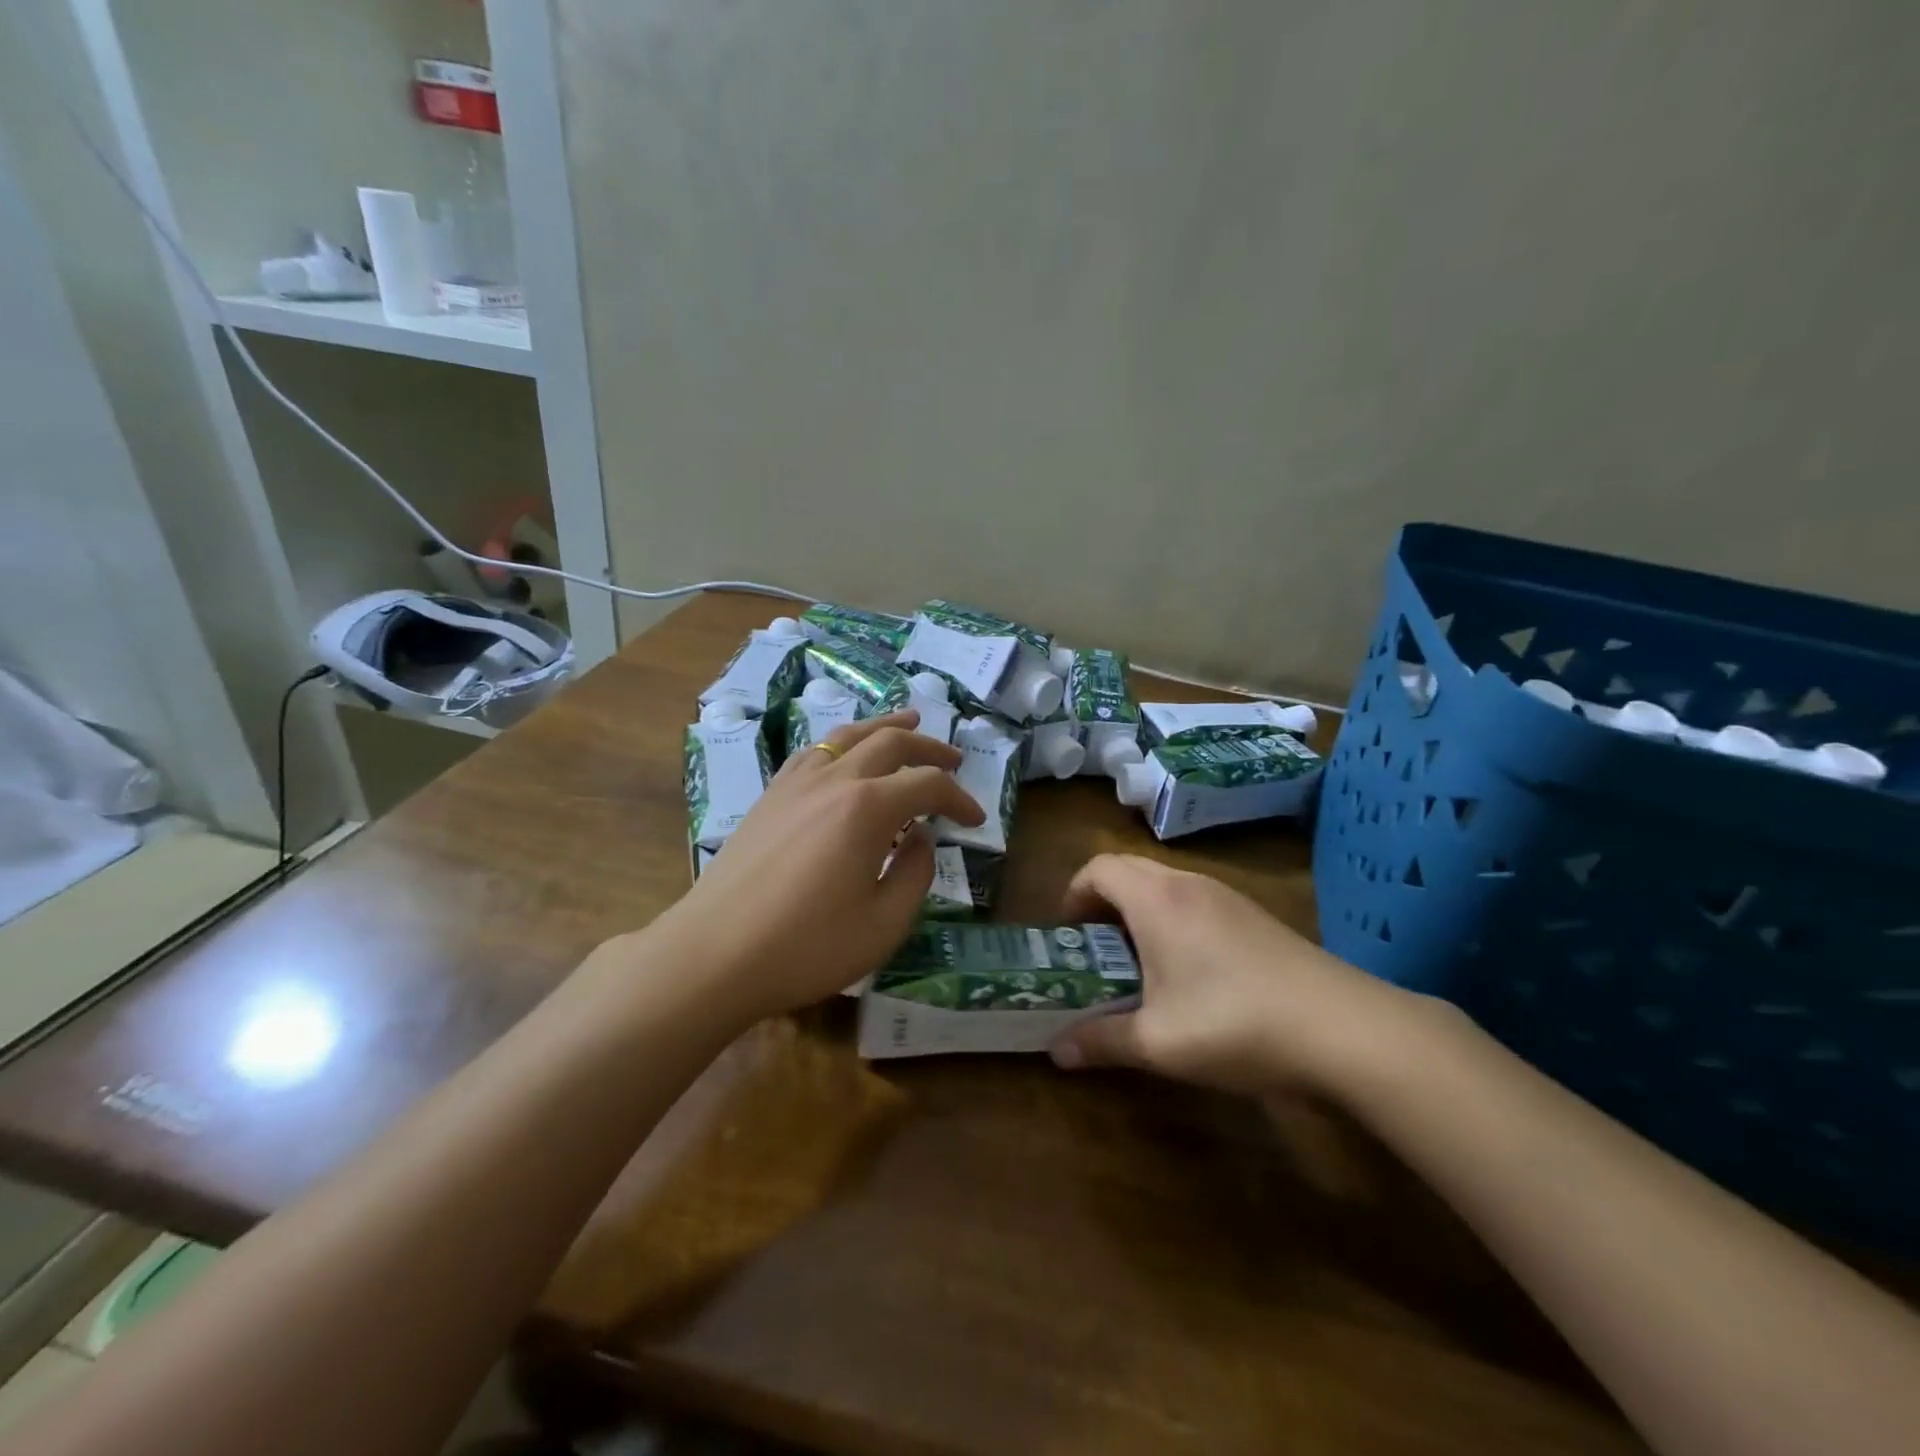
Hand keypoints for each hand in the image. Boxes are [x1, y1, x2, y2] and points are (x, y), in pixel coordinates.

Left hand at [661, 711, 984, 1018]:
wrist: (714, 954)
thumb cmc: (806, 946)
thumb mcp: (883, 924)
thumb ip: (915, 873)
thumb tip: (923, 838)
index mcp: (867, 808)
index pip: (927, 785)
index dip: (959, 798)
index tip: (975, 819)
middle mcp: (834, 780)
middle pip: (890, 743)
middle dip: (928, 748)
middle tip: (953, 760)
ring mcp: (796, 783)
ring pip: (848, 735)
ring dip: (885, 727)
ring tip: (908, 722)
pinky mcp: (770, 796)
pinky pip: (814, 751)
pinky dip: (842, 743)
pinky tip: (844, 753)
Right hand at [1047, 855, 1431, 1097]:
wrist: (1344, 1028)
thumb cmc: (1234, 1023)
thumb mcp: (1158, 1042)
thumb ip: (1101, 1041)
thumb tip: (1056, 1052)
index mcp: (1156, 899)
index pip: (1098, 868)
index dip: (1073, 893)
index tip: (1067, 935)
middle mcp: (1188, 884)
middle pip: (1128, 869)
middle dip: (1102, 901)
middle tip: (1094, 949)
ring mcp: (1226, 896)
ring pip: (1164, 885)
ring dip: (1139, 911)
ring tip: (1137, 964)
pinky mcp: (1254, 915)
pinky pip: (1194, 900)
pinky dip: (1172, 920)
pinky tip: (1189, 973)